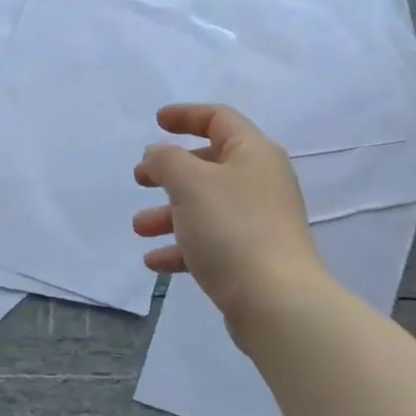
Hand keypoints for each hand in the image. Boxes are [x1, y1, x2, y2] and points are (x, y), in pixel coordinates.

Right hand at [133, 104, 326, 321]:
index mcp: (253, 153)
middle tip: (140, 180)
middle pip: (209, 165)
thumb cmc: (232, 228)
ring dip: (168, 213)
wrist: (276, 300)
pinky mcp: (252, 256)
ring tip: (140, 228)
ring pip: (205, 207)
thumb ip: (167, 160)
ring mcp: (259, 221)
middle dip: (170, 172)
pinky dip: (182, 247)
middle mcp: (260, 182)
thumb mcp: (190, 183)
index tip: (157, 122)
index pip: (219, 119)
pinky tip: (155, 262)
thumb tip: (159, 154)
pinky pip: (210, 242)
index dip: (186, 115)